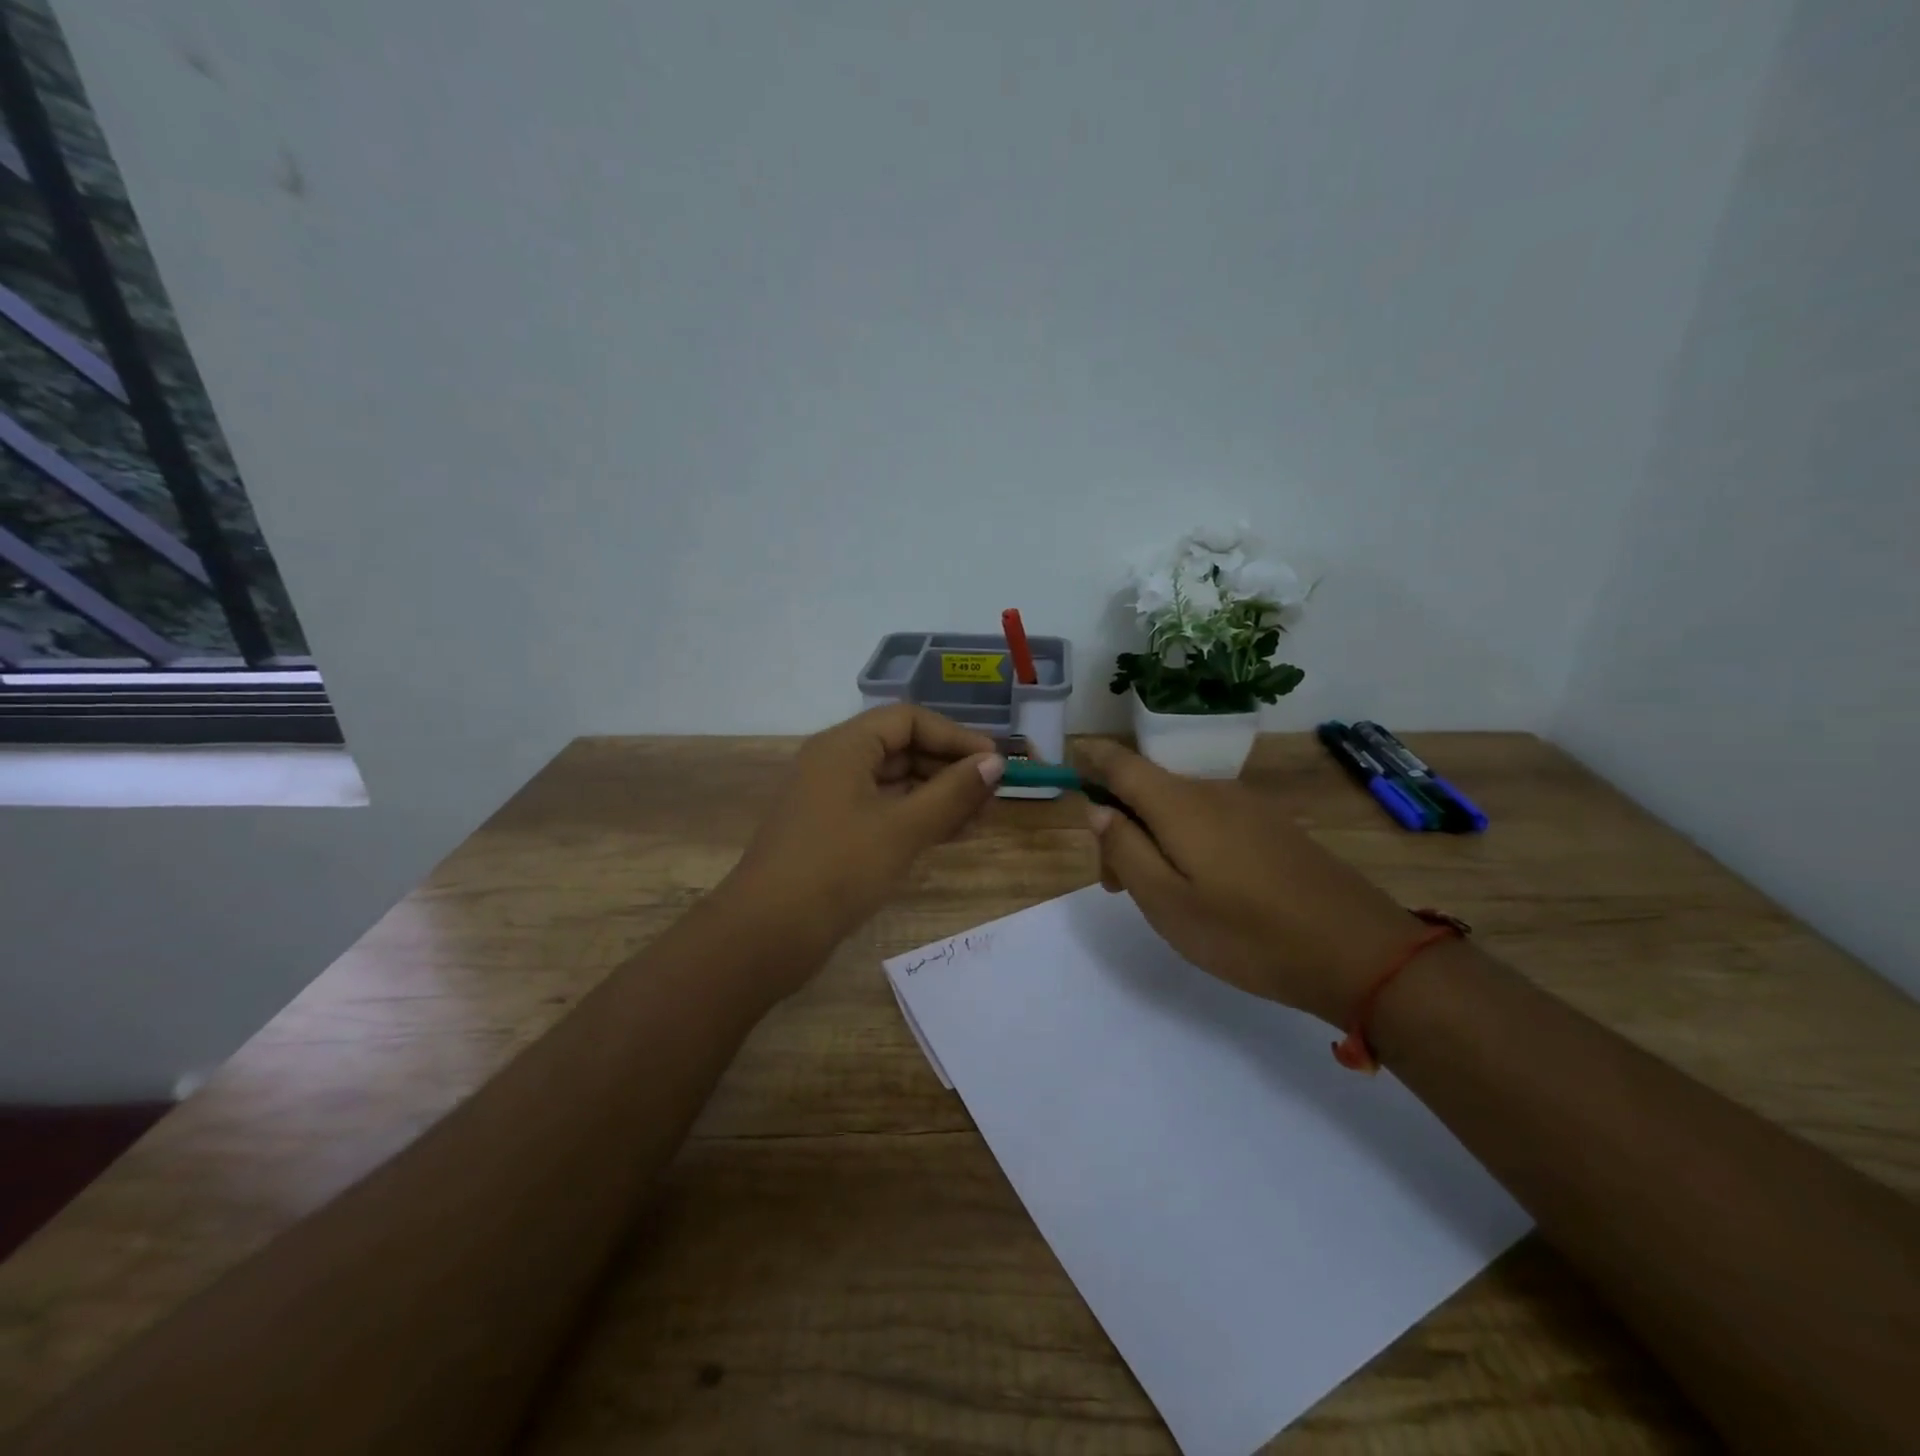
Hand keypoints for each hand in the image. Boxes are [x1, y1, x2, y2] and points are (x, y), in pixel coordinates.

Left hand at [722, 705, 1004, 970]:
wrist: (766, 934)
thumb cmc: (838, 869)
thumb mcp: (903, 828)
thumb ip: (953, 793)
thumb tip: (994, 763)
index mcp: (844, 746)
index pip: (909, 720)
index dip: (955, 737)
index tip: (994, 763)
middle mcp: (834, 763)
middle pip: (901, 749)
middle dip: (949, 769)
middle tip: (991, 796)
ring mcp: (830, 799)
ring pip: (894, 783)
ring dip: (937, 796)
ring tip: (980, 820)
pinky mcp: (831, 833)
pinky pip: (882, 811)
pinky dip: (915, 818)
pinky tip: (949, 835)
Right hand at [1077, 739, 1418, 1025]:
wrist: (1359, 952)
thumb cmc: (1248, 933)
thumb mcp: (1167, 903)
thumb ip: (1126, 850)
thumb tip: (1099, 810)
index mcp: (1179, 805)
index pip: (1122, 764)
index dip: (1092, 759)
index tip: (1069, 764)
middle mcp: (1212, 792)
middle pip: (1148, 790)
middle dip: (1120, 825)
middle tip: (1117, 886)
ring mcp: (1249, 808)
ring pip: (1180, 808)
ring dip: (1154, 838)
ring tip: (1161, 896)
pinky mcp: (1273, 828)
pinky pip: (1211, 821)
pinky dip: (1188, 843)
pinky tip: (1204, 888)